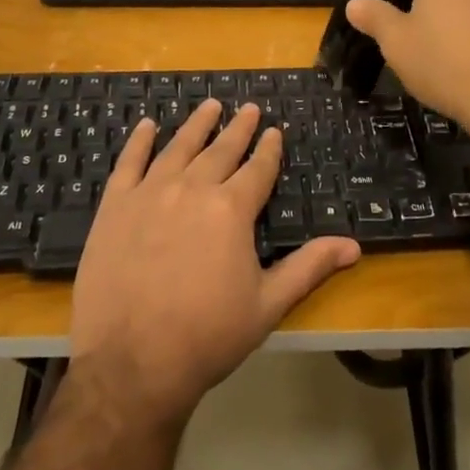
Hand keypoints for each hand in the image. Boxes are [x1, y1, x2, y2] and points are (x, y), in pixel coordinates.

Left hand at [69, 100, 360, 428]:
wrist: (131, 364)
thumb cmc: (207, 337)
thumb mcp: (267, 305)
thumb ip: (309, 267)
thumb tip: (354, 246)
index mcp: (231, 209)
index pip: (257, 169)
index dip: (268, 149)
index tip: (274, 131)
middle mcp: (193, 189)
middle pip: (221, 150)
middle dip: (238, 128)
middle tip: (248, 108)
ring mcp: (150, 193)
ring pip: (179, 147)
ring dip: (197, 124)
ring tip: (210, 105)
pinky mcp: (115, 206)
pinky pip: (129, 162)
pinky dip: (140, 141)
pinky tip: (147, 125)